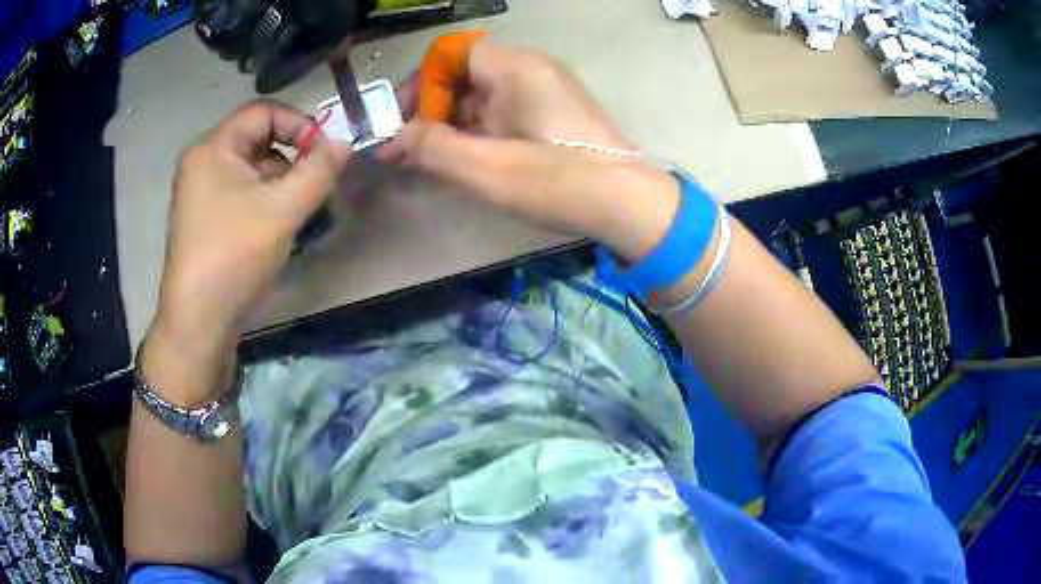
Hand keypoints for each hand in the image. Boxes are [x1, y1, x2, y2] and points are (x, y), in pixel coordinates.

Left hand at [153, 101, 350, 348]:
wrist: (199, 320)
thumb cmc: (234, 256)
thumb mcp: (283, 210)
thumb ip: (319, 170)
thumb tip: (344, 143)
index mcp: (213, 148)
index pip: (264, 112)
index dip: (299, 124)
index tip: (324, 153)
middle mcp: (203, 161)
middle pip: (257, 138)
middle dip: (292, 155)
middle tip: (315, 182)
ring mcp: (201, 190)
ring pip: (251, 166)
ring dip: (281, 179)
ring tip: (298, 208)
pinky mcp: (205, 215)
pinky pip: (241, 190)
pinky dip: (264, 197)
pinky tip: (277, 224)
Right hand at [377, 40, 679, 261]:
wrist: (628, 205)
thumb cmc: (557, 179)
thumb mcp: (486, 167)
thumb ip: (433, 148)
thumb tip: (395, 138)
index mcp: (515, 68)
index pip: (452, 55)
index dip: (421, 84)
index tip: (402, 122)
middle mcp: (531, 70)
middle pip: (466, 76)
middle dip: (432, 110)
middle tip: (409, 150)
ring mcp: (546, 92)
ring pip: (484, 98)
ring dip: (453, 126)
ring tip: (429, 162)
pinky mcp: (554, 116)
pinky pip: (504, 114)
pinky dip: (479, 133)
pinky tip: (465, 162)